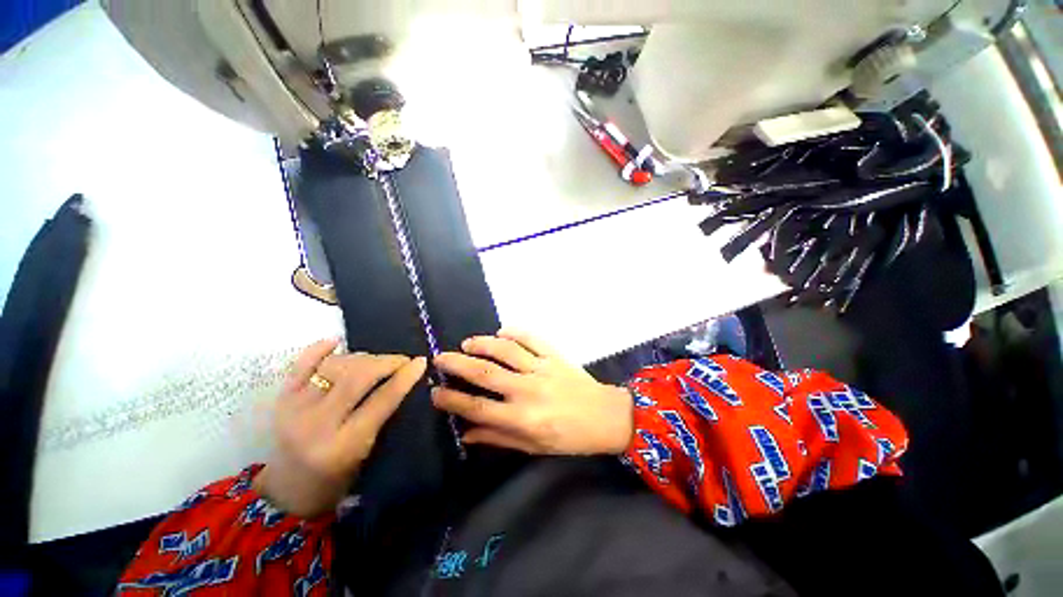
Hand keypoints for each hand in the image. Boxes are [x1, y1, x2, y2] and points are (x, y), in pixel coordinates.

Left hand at [254, 339, 426, 517]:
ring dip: (362, 358)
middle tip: (401, 361)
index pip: (382, 400)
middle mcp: (317, 423)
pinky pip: (301, 363)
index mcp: (345, 444)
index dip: (405, 377)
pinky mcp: (282, 398)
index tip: (421, 361)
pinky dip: (320, 349)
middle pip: (358, 377)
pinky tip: (336, 342)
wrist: (288, 489)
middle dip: (386, 362)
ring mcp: (295, 407)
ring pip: (336, 365)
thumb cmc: (337, 478)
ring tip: (374, 363)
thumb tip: (404, 379)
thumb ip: (385, 416)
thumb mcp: (368, 452)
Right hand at [432, 329, 633, 455]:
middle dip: (458, 364)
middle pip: (485, 374)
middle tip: (440, 358)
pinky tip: (502, 330)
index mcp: (522, 419)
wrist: (606, 417)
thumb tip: (467, 434)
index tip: (436, 392)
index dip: (453, 400)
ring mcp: (542, 369)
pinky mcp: (555, 355)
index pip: (478, 408)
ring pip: (506, 350)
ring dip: (483, 343)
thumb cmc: (570, 438)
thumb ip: (499, 438)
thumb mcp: (534, 447)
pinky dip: (515, 331)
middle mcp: (528, 391)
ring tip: (467, 342)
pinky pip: (532, 338)